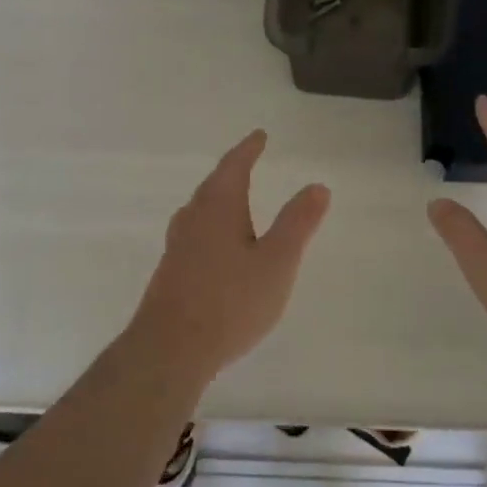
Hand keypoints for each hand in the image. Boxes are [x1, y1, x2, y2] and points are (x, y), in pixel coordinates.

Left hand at [125, 130, 330, 378]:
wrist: (170, 349)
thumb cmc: (230, 301)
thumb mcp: (276, 262)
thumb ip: (298, 223)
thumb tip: (317, 185)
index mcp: (219, 208)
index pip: (234, 167)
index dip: (248, 149)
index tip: (259, 136)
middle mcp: (193, 219)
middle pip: (213, 186)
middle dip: (232, 172)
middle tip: (247, 162)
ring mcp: (177, 247)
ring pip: (199, 211)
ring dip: (218, 199)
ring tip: (232, 199)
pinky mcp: (170, 273)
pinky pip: (194, 235)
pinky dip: (210, 226)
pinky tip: (216, 247)